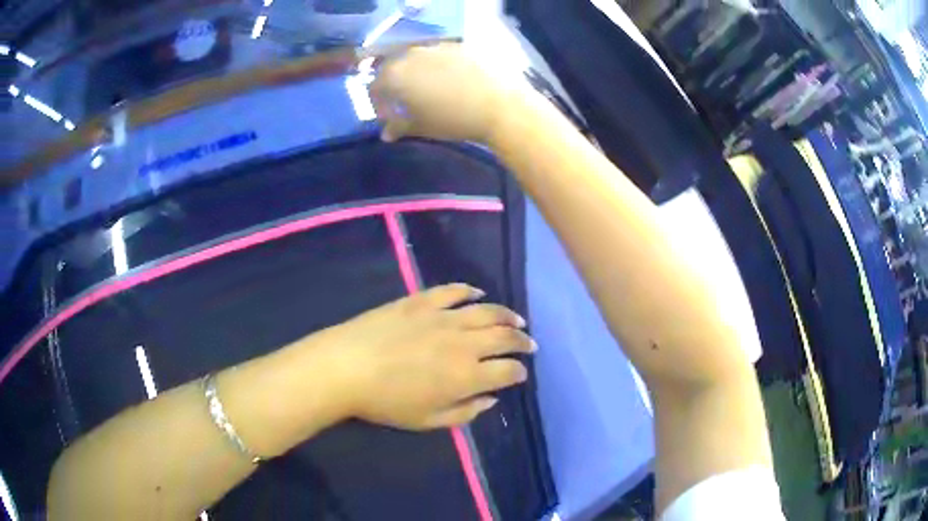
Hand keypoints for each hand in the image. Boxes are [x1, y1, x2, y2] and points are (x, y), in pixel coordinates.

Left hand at [313, 284, 535, 429]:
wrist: (346, 367)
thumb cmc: (386, 402)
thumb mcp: (428, 421)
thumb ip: (465, 412)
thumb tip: (490, 399)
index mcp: (466, 376)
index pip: (507, 371)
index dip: (518, 372)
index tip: (520, 373)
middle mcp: (463, 343)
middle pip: (504, 337)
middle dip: (522, 342)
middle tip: (529, 344)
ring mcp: (443, 317)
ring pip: (487, 311)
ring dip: (507, 316)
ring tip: (517, 320)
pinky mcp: (422, 300)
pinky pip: (453, 291)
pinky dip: (469, 291)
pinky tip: (478, 293)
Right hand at [370, 44, 522, 143]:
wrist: (500, 105)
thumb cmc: (453, 119)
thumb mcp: (422, 126)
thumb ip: (399, 126)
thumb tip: (386, 133)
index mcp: (396, 74)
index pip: (375, 86)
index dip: (379, 104)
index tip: (389, 117)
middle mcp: (412, 54)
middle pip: (394, 67)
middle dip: (396, 85)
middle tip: (406, 103)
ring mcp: (437, 46)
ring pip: (418, 59)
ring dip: (417, 74)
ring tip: (430, 91)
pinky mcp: (460, 45)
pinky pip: (441, 55)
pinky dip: (439, 67)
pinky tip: (452, 81)